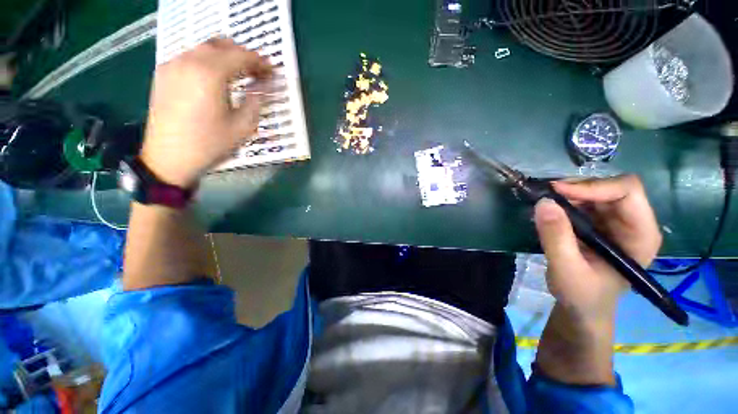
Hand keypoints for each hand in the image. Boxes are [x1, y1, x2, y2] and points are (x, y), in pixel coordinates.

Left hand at [141, 38, 271, 187]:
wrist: (169, 158)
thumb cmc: (210, 144)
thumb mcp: (242, 127)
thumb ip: (256, 101)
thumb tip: (265, 86)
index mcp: (209, 74)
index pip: (240, 56)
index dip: (260, 62)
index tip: (272, 71)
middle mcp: (188, 61)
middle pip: (221, 45)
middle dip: (243, 55)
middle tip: (257, 71)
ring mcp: (172, 65)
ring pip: (204, 48)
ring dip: (225, 56)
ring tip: (240, 73)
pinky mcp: (163, 74)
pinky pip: (190, 57)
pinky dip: (208, 61)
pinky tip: (216, 77)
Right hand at [533, 175, 661, 321]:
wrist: (583, 307)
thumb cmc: (582, 295)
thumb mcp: (566, 269)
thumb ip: (556, 237)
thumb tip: (543, 202)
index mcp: (640, 235)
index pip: (627, 192)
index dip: (594, 187)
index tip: (557, 192)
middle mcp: (633, 222)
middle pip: (610, 188)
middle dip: (576, 188)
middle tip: (544, 195)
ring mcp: (616, 222)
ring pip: (594, 192)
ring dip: (567, 194)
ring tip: (543, 204)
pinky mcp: (599, 223)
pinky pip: (582, 202)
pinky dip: (563, 201)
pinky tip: (548, 211)